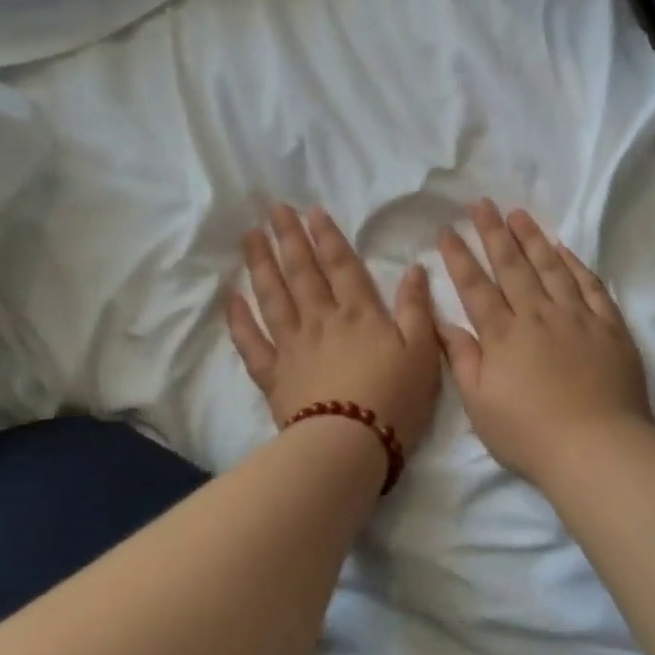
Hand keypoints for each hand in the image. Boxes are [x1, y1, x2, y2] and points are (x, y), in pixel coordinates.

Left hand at [228, 205, 442, 454]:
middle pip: (302, 272)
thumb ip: (416, 308)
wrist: (350, 444)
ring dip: (261, 265)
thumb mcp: (423, 351)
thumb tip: (415, 269)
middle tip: (274, 210)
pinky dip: (239, 320)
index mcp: (360, 313)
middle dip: (289, 238)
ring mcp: (292, 346)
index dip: (327, 237)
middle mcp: (321, 320)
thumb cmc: (395, 398)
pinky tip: (231, 298)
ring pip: (273, 297)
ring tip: (251, 237)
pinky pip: (251, 342)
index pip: (341, 265)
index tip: (311, 211)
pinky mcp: (274, 374)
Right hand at [437, 201, 653, 484]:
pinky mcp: (609, 326)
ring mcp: (576, 317)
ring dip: (533, 238)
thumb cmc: (530, 433)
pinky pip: (591, 286)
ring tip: (519, 214)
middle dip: (493, 232)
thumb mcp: (480, 404)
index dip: (459, 257)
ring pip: (551, 267)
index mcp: (503, 335)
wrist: (597, 446)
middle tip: (482, 203)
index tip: (448, 230)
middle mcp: (537, 315)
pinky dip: (577, 265)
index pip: (476, 287)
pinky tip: (566, 249)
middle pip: (512, 266)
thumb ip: (462, 358)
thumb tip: (442, 322)